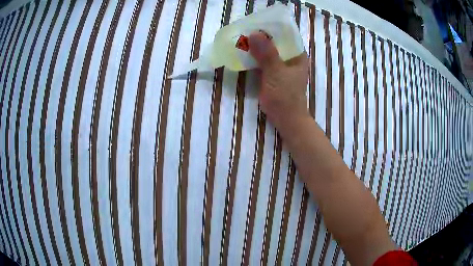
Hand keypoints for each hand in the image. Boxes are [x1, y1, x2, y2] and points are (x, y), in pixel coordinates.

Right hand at [248, 31, 309, 132]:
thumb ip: (267, 54)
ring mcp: (282, 66)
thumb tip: (254, 33)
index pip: (285, 35)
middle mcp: (291, 58)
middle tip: (245, 31)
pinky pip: (264, 61)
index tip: (255, 23)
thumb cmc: (285, 97)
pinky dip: (255, 57)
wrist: (286, 119)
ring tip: (242, 39)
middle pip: (275, 42)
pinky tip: (245, 53)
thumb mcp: (276, 73)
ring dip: (257, 47)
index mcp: (297, 55)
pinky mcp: (274, 74)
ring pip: (269, 51)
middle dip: (261, 37)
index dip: (271, 28)